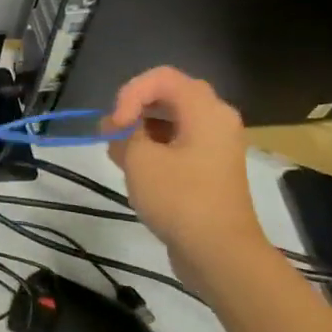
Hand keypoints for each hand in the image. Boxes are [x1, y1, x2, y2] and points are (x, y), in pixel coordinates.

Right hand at [106, 66, 271, 275]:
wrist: (219, 253)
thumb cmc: (180, 199)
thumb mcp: (140, 159)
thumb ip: (124, 132)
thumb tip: (121, 127)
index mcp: (206, 111)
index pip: (161, 78)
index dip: (130, 93)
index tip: (116, 125)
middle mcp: (216, 121)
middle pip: (168, 96)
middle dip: (133, 110)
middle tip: (112, 134)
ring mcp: (215, 146)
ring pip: (171, 121)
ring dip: (140, 130)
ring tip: (118, 154)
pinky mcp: (209, 169)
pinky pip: (178, 143)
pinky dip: (154, 148)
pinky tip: (133, 169)